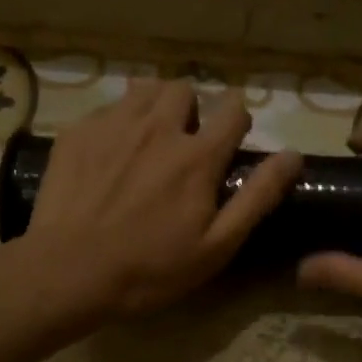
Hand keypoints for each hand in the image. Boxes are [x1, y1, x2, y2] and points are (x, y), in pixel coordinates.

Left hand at [23, 79, 301, 319]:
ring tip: (149, 139)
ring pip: (144, 88)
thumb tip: (293, 155)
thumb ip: (258, 196)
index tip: (231, 140)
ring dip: (155, 106)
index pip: (233, 109)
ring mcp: (113, 125)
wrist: (68, 272)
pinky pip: (107, 108)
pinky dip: (118, 121)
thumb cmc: (151, 268)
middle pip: (185, 89)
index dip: (237, 120)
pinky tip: (110, 154)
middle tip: (184, 143)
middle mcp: (158, 127)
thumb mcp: (218, 244)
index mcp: (197, 155)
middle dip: (192, 109)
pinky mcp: (77, 132)